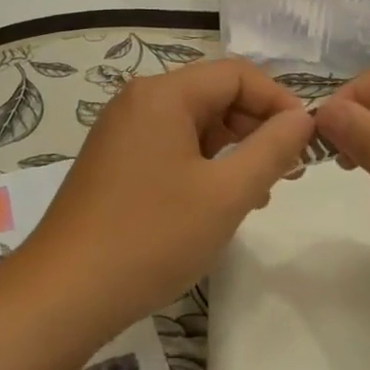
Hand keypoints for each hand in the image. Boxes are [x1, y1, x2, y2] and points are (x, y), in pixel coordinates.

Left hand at [21, 57, 314, 337]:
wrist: (63, 294)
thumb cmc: (152, 237)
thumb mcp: (226, 193)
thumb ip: (271, 149)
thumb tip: (302, 118)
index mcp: (164, 94)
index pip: (237, 74)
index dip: (278, 101)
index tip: (306, 140)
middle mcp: (138, 101)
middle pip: (213, 95)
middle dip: (256, 127)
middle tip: (287, 172)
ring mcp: (121, 132)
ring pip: (193, 124)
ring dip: (232, 149)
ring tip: (258, 192)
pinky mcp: (113, 162)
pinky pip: (170, 146)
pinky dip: (202, 164)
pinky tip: (217, 202)